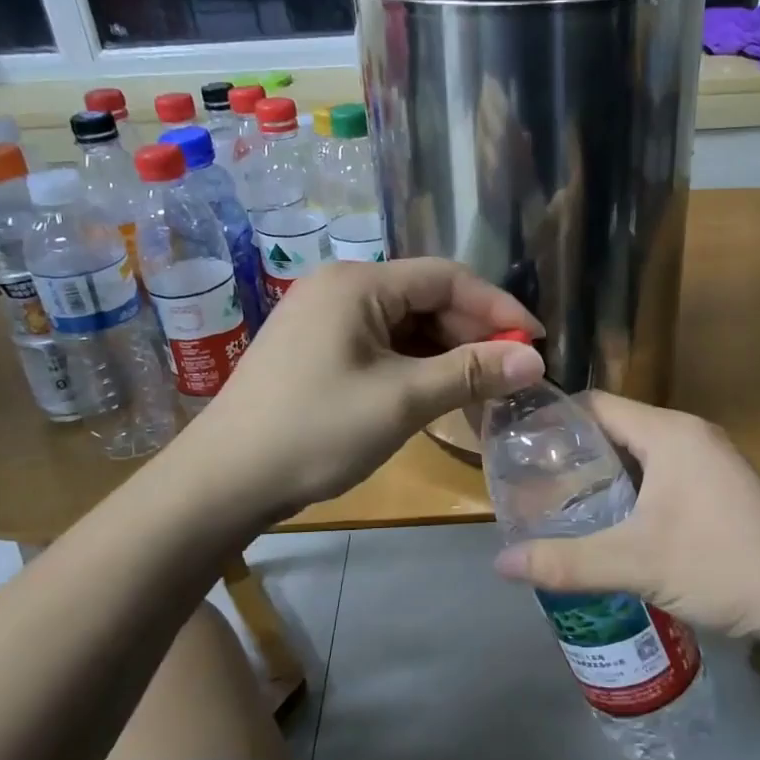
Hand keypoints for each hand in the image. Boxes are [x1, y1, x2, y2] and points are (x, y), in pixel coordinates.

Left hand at [180, 259, 544, 519]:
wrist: (223, 482)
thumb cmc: (316, 431)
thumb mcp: (402, 401)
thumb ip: (471, 373)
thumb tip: (534, 360)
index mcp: (358, 284)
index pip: (446, 278)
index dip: (497, 308)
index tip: (535, 343)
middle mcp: (340, 288)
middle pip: (425, 299)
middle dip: (473, 335)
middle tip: (511, 375)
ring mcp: (323, 319)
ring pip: (405, 326)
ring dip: (446, 355)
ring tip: (482, 391)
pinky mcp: (316, 349)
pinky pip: (381, 346)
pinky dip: (415, 367)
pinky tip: (437, 394)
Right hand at [493, 393, 759, 637]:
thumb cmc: (723, 565)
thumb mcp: (637, 564)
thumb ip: (566, 561)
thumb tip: (500, 563)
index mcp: (669, 432)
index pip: (596, 405)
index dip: (553, 422)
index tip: (518, 448)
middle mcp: (690, 434)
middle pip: (616, 429)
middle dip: (574, 456)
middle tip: (533, 486)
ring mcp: (711, 460)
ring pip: (640, 455)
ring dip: (603, 477)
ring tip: (561, 507)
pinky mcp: (721, 488)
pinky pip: (662, 475)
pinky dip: (632, 492)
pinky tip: (612, 525)